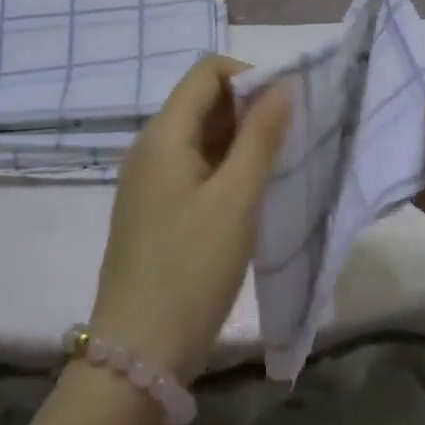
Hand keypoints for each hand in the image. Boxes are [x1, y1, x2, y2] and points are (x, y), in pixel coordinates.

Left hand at [88, 56, 291, 382]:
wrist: (137, 353)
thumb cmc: (191, 268)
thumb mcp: (236, 199)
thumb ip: (261, 137)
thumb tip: (281, 86)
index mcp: (164, 134)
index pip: (207, 71)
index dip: (249, 77)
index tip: (283, 111)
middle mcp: (150, 147)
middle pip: (202, 101)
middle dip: (248, 109)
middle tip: (287, 143)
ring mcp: (147, 180)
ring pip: (200, 136)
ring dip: (239, 140)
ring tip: (275, 170)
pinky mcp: (153, 209)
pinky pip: (192, 167)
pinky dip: (223, 167)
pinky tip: (247, 198)